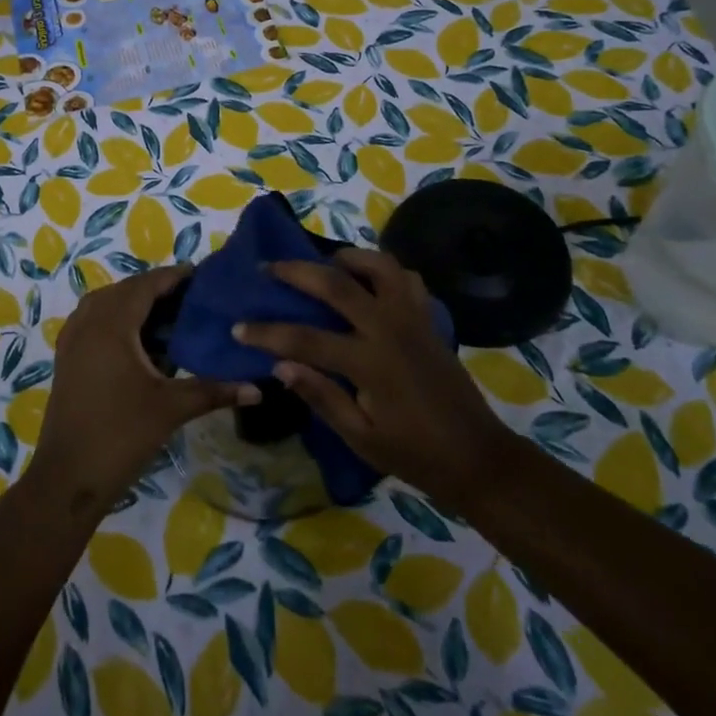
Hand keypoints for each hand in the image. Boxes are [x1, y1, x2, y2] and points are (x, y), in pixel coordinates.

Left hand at [30, 264, 257, 515]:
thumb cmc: (121, 435)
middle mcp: (88, 322)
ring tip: (167, 315)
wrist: (68, 477)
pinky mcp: (66, 357)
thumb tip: (259, 388)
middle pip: (125, 290)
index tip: (202, 276)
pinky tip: (138, 340)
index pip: (146, 285)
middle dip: (156, 288)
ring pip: (105, 303)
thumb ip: (215, 391)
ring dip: (133, 302)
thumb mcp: (171, 408)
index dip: (173, 276)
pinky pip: (93, 320)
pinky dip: (116, 318)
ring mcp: (72, 339)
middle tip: (191, 298)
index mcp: (112, 324)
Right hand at [234, 248, 508, 513]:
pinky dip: (384, 271)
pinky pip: (406, 279)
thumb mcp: (360, 438)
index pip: (304, 339)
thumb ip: (321, 396)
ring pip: (378, 266)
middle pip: (336, 284)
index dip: (267, 332)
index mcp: (369, 362)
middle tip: (269, 268)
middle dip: (296, 272)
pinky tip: (369, 281)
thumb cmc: (414, 454)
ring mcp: (413, 318)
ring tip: (325, 263)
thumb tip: (280, 364)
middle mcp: (389, 328)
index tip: (238, 327)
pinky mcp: (429, 319)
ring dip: (347, 257)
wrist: (476, 457)